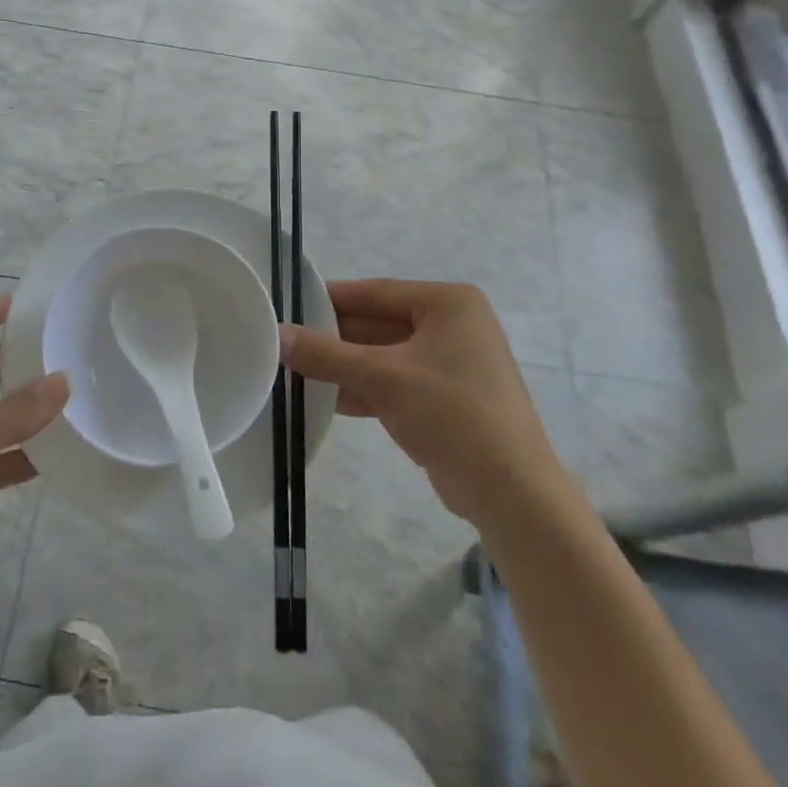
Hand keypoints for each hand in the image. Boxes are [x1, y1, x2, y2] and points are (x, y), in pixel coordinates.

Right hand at [281, 279, 567, 526]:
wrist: (512, 493)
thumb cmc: (452, 414)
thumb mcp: (383, 378)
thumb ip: (326, 354)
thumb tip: (276, 335)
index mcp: (448, 303)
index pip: (374, 293)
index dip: (328, 300)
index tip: (287, 307)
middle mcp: (452, 325)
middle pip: (377, 324)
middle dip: (333, 339)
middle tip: (285, 343)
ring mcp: (450, 364)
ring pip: (383, 356)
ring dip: (344, 366)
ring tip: (294, 371)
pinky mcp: (445, 398)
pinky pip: (394, 382)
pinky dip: (363, 389)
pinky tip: (323, 398)